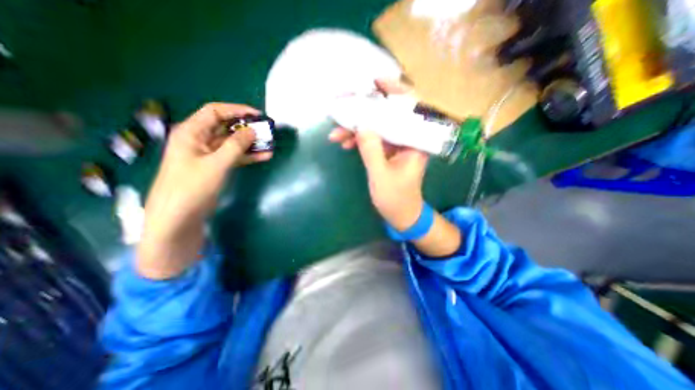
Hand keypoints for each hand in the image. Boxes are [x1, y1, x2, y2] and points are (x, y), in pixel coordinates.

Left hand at [139, 104, 270, 279]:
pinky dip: (248, 156)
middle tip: (266, 131)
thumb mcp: (216, 164)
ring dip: (250, 143)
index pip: (215, 112)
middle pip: (225, 127)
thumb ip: (236, 146)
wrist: (178, 218)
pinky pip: (233, 157)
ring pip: (232, 143)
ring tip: (269, 144)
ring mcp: (207, 155)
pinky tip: (264, 156)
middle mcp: (198, 140)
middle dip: (246, 128)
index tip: (258, 115)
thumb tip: (253, 130)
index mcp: (191, 133)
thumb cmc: (192, 187)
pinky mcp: (215, 168)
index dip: (237, 110)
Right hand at [327, 79, 428, 231]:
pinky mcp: (389, 151)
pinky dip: (359, 139)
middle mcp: (409, 139)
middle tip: (343, 109)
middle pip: (389, 116)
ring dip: (357, 129)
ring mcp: (398, 145)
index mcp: (416, 143)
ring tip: (336, 134)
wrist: (402, 215)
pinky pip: (374, 139)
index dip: (394, 92)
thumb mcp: (381, 176)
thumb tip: (361, 124)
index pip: (410, 109)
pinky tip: (345, 143)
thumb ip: (371, 150)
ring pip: (378, 127)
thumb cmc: (396, 199)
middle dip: (365, 112)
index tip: (375, 82)